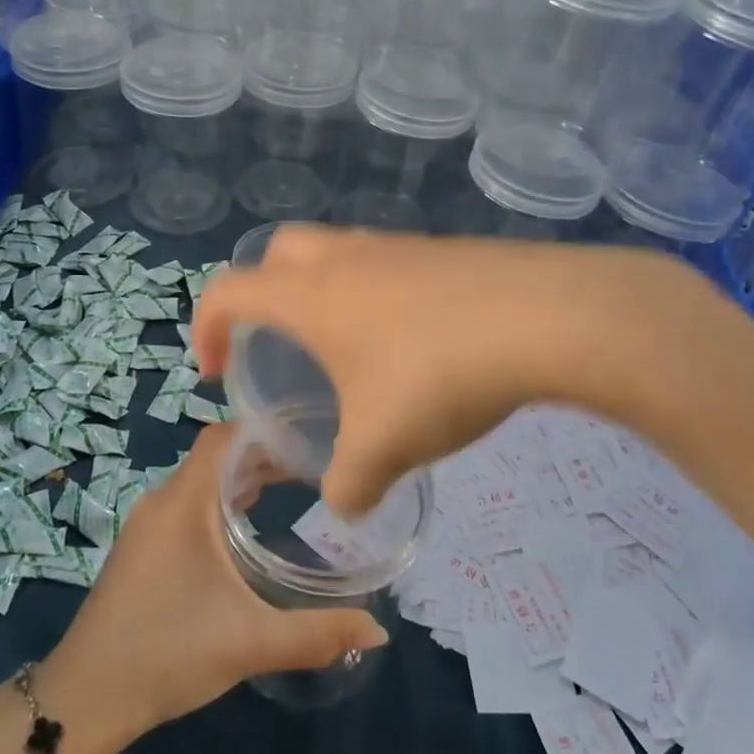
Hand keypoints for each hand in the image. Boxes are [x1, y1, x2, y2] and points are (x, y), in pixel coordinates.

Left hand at [35, 424, 388, 753]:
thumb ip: (317, 634)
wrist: (86, 698)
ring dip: (241, 482)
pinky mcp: (142, 551)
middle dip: (263, 457)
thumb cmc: (169, 652)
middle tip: (313, 466)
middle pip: (216, 457)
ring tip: (290, 490)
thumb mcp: (250, 642)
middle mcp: (162, 502)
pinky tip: (246, 532)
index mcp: (184, 502)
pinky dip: (220, 505)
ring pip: (201, 483)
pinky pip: (188, 507)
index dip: (264, 430)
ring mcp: (147, 527)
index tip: (309, 437)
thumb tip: (379, 630)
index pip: (223, 437)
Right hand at [192, 226, 708, 518]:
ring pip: (339, 254)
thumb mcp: (383, 446)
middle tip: (277, 342)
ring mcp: (399, 247)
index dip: (207, 327)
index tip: (215, 370)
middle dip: (262, 293)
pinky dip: (380, 296)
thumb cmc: (437, 374)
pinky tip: (416, 344)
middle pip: (278, 252)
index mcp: (310, 295)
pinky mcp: (446, 251)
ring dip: (326, 293)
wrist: (546, 317)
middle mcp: (346, 258)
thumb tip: (347, 506)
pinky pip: (391, 265)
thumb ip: (351, 484)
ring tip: (350, 351)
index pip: (228, 291)